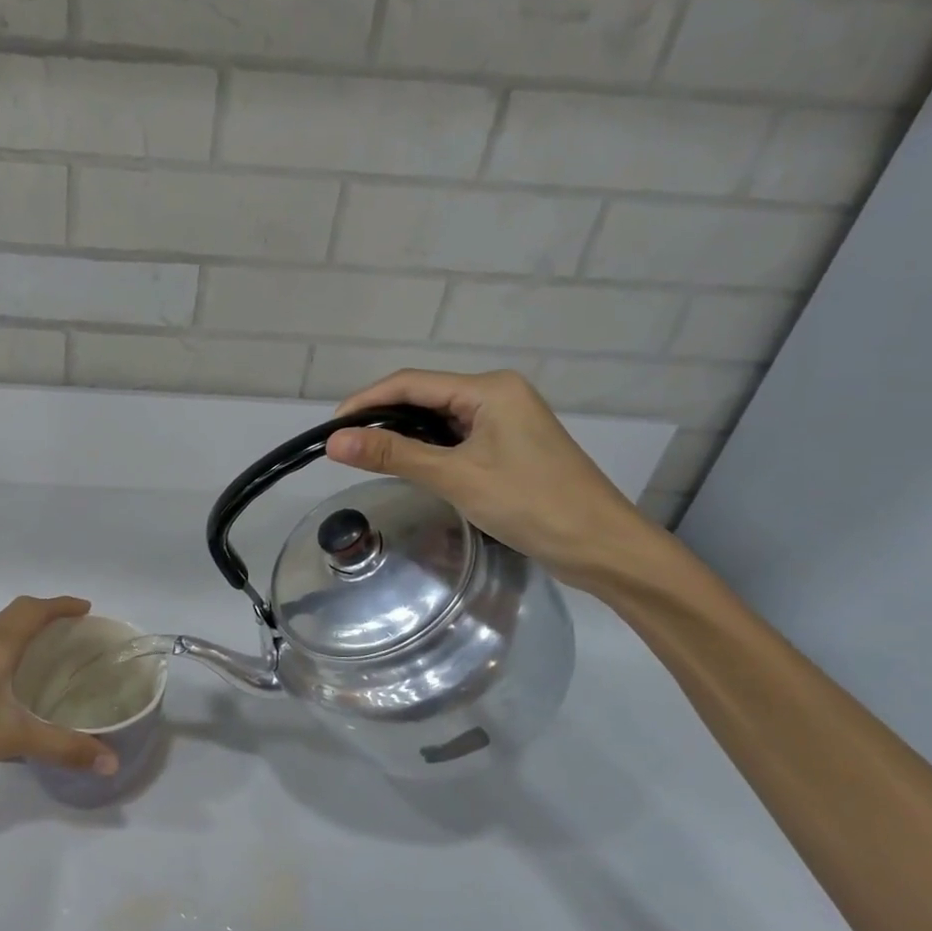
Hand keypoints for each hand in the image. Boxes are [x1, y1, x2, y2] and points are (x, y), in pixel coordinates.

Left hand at [0, 595, 118, 790]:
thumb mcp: (16, 738)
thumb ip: (65, 748)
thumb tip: (112, 762)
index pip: (34, 610)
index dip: (62, 605)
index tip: (86, 609)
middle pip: (17, 613)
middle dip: (47, 613)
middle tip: (74, 628)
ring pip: (0, 629)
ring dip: (25, 629)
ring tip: (50, 648)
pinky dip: (10, 646)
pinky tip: (14, 677)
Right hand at [327, 369, 658, 592]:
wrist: (602, 546)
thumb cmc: (531, 504)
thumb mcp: (456, 477)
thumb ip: (394, 454)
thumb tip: (334, 442)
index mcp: (489, 389)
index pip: (411, 384)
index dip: (365, 402)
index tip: (329, 429)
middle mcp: (497, 394)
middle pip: (424, 397)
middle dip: (381, 417)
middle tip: (344, 447)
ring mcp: (506, 421)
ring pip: (439, 419)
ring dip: (403, 434)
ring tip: (365, 456)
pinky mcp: (509, 446)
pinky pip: (456, 438)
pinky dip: (427, 448)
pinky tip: (407, 465)